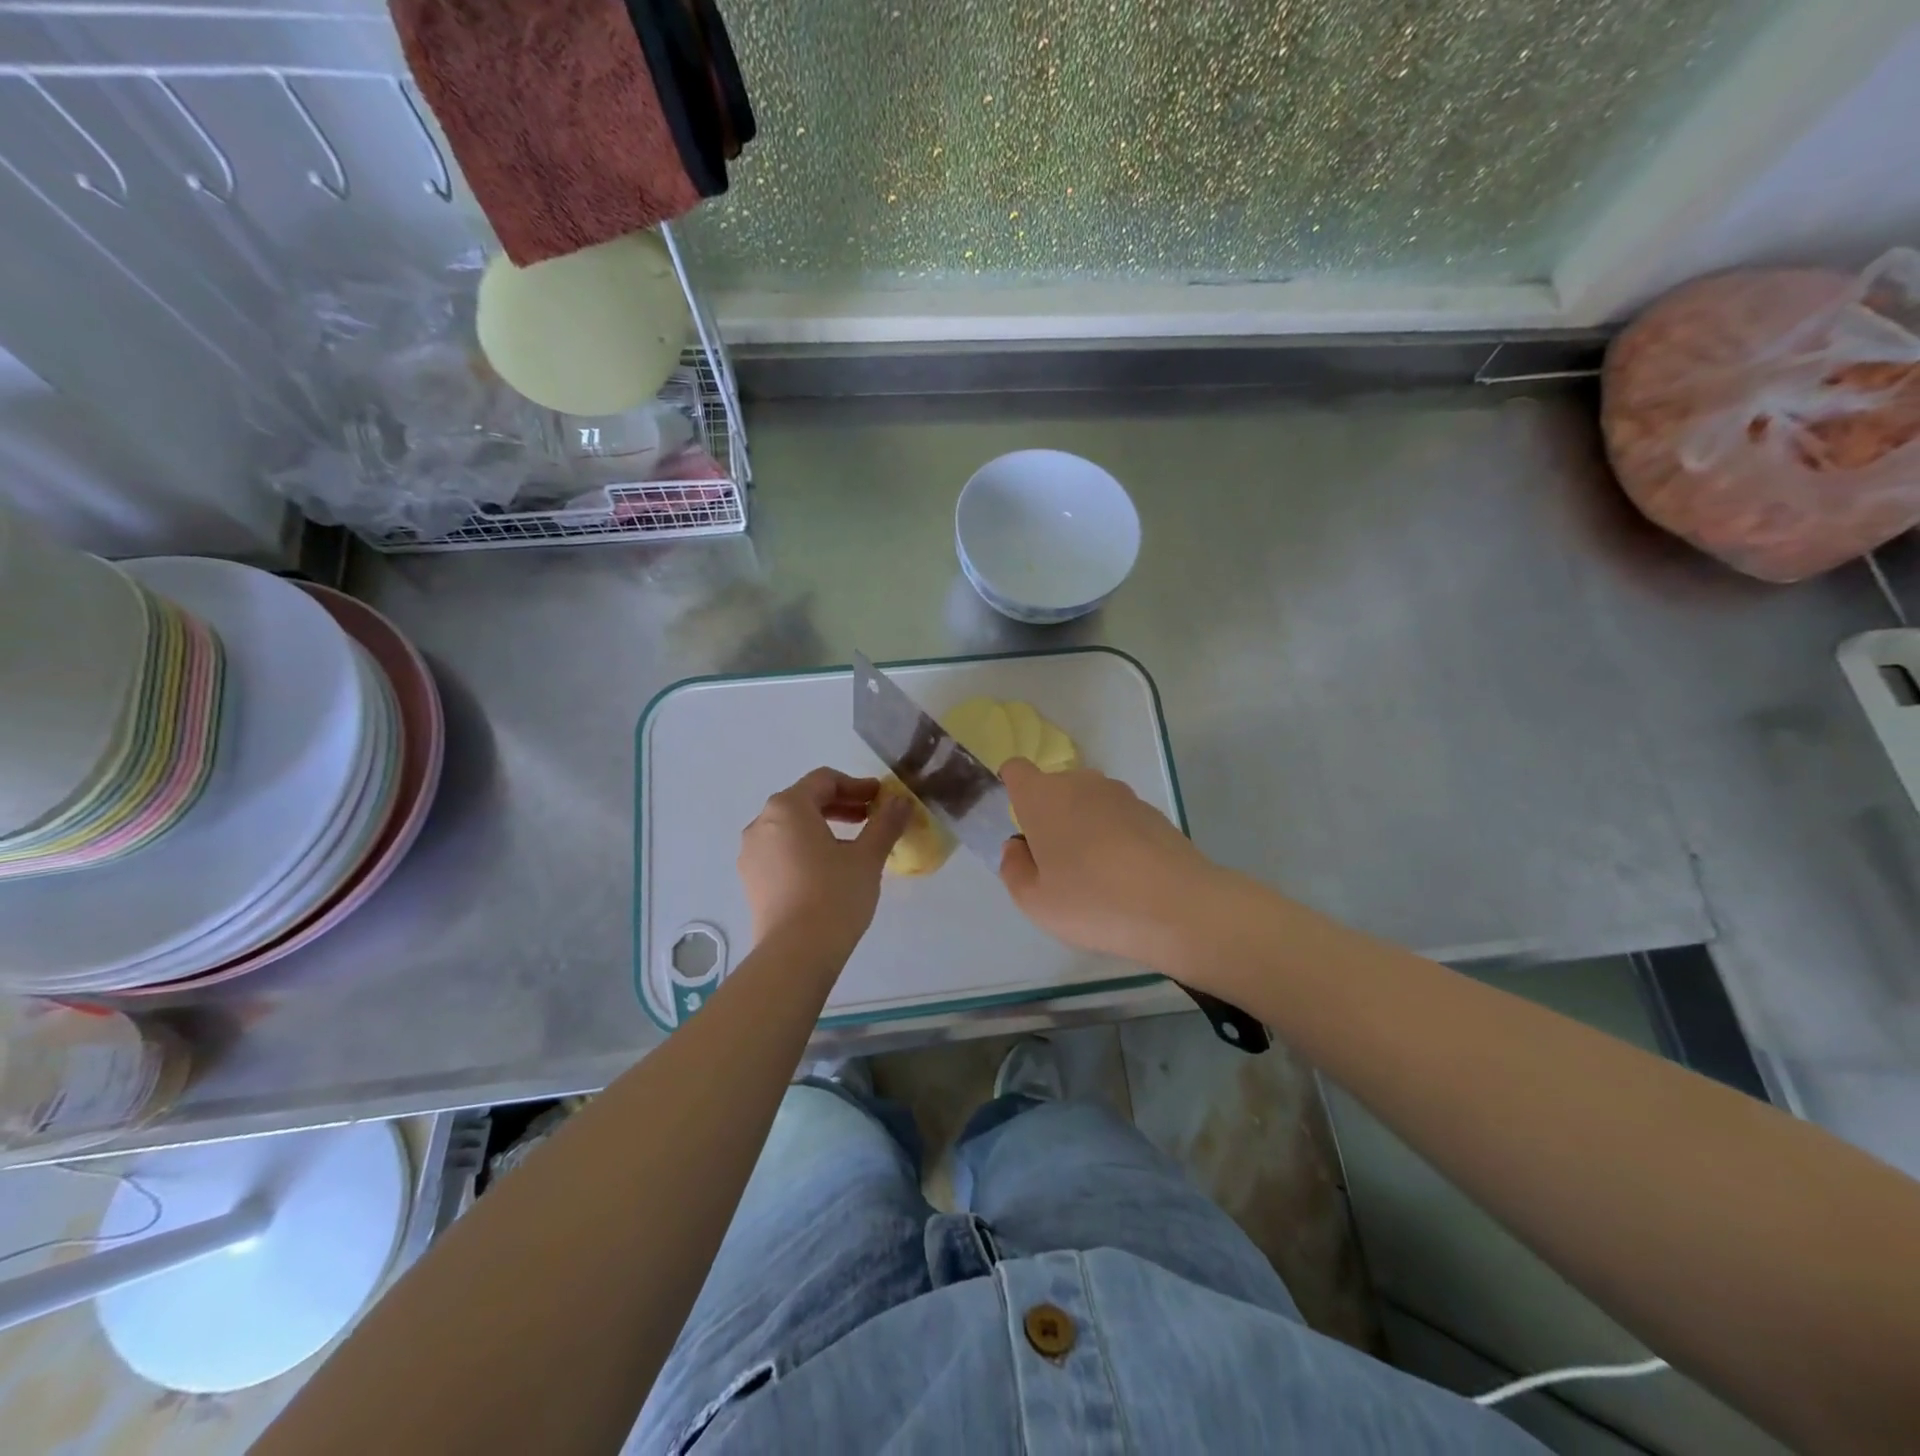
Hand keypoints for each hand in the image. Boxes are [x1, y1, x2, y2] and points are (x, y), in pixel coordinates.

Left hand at [738, 768, 911, 952]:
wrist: (795, 954)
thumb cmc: (834, 895)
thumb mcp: (868, 857)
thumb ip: (885, 823)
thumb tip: (901, 801)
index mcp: (787, 807)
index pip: (824, 780)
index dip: (857, 785)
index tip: (881, 798)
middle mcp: (762, 823)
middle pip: (804, 801)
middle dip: (841, 806)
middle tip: (871, 818)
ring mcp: (751, 853)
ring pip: (791, 827)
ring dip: (823, 827)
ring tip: (853, 845)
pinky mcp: (751, 880)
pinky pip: (781, 851)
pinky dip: (806, 849)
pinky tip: (829, 870)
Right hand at [998, 759, 1228, 972]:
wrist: (1178, 906)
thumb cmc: (1093, 900)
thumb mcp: (1035, 901)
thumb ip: (1014, 869)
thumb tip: (1017, 847)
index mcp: (1043, 796)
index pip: (1017, 771)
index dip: (1013, 790)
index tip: (1022, 826)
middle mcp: (1081, 783)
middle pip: (1054, 789)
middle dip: (1050, 817)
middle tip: (1057, 865)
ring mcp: (1121, 794)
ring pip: (1088, 803)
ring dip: (1084, 827)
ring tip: (1096, 875)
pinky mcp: (1152, 811)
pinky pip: (1118, 818)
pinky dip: (1115, 837)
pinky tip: (1127, 876)